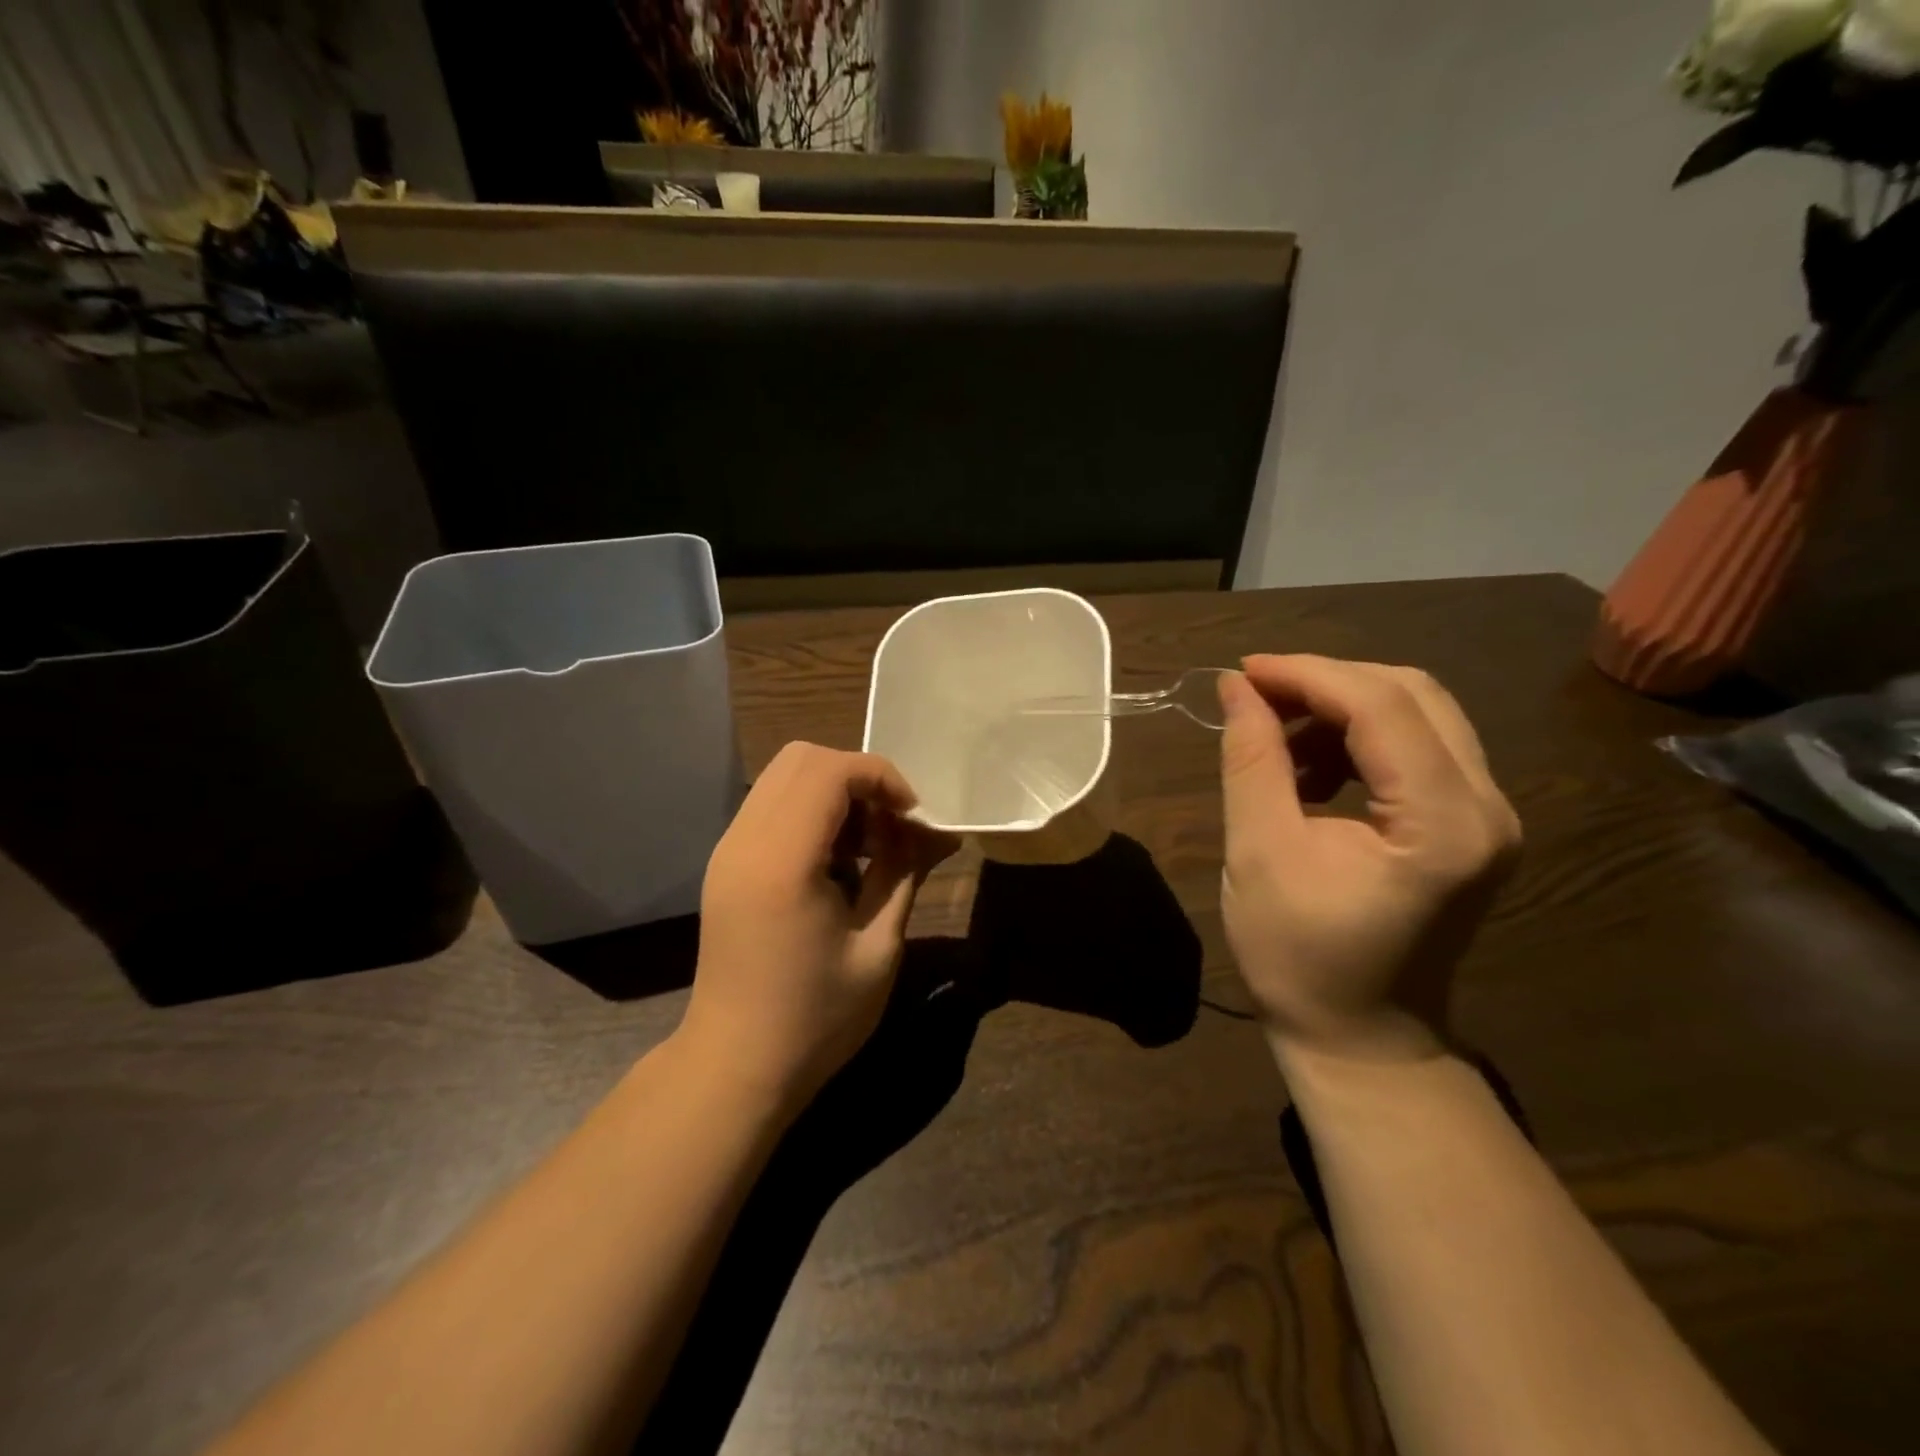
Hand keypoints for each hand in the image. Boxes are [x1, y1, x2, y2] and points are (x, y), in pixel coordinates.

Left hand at [678, 742, 955, 1112]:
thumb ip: (904, 873)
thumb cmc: (816, 1018)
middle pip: (802, 758)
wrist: (737, 1066)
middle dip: (859, 778)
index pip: (830, 771)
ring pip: (784, 777)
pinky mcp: (727, 863)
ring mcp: (728, 849)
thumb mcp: (878, 946)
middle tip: (892, 826)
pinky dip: (813, 812)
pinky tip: (838, 861)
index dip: (881, 778)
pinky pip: (772, 806)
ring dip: (836, 793)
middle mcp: (745, 841)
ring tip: (869, 846)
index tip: (913, 817)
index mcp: (782, 861)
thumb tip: (935, 832)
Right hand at [1217, 655, 1521, 1064]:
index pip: (1382, 705)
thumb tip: (1236, 687)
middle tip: (1255, 698)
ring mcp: (1489, 816)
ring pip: (1418, 713)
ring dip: (1341, 709)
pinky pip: (1419, 747)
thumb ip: (1252, 760)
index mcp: (1443, 823)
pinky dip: (1359, 739)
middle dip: (1325, 682)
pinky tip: (1311, 768)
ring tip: (1277, 740)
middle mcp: (1488, 807)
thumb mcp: (1258, 852)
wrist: (1361, 1039)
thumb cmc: (1299, 957)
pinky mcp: (1471, 825)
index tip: (1242, 672)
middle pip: (1411, 694)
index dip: (1307, 674)